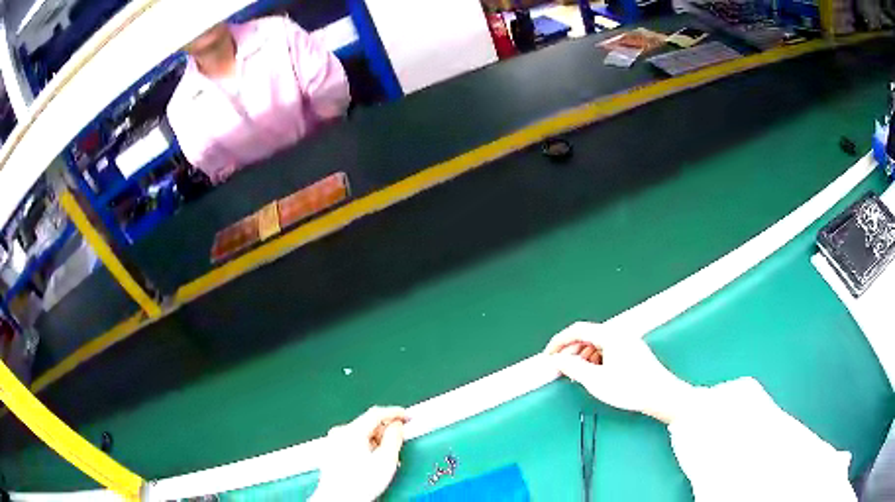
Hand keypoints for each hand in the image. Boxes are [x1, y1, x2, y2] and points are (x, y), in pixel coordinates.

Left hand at [312, 406, 408, 501]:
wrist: (338, 500)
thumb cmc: (359, 484)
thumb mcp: (386, 460)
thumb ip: (394, 438)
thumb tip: (397, 426)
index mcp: (351, 431)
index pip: (376, 413)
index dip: (394, 413)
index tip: (406, 416)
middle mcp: (339, 433)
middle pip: (368, 424)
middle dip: (386, 432)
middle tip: (400, 441)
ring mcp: (333, 442)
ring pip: (360, 434)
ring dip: (376, 442)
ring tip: (387, 458)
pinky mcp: (331, 452)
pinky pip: (352, 442)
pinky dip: (365, 447)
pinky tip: (372, 462)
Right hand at [545, 321, 694, 423]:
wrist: (660, 395)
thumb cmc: (629, 388)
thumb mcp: (596, 380)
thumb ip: (573, 368)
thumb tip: (557, 359)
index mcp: (610, 335)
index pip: (578, 330)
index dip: (559, 341)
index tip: (548, 356)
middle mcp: (620, 334)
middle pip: (588, 336)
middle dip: (571, 351)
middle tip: (561, 368)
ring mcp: (628, 342)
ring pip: (597, 343)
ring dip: (583, 356)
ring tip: (578, 375)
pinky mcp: (632, 352)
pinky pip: (607, 350)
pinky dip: (596, 360)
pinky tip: (596, 374)